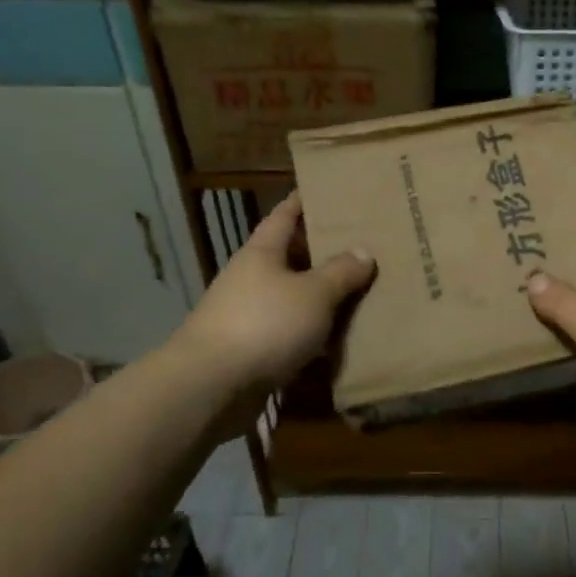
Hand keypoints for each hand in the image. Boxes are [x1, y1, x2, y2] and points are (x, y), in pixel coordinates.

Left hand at [181, 193, 375, 406]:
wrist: (212, 386)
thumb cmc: (265, 324)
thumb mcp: (313, 293)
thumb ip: (341, 272)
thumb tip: (364, 251)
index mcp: (262, 253)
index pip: (285, 215)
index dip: (304, 201)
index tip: (328, 190)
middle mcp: (252, 278)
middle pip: (290, 257)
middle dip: (322, 252)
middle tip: (362, 245)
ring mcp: (248, 315)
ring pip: (293, 298)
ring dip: (321, 298)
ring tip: (361, 293)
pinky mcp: (251, 351)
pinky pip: (290, 334)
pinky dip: (313, 336)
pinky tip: (340, 342)